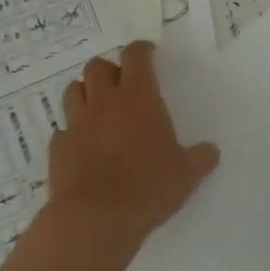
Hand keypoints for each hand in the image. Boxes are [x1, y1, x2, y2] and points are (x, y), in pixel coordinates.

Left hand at [50, 42, 218, 253]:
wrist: (94, 220)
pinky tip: (83, 146)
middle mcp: (104, 102)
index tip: (149, 53)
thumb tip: (211, 151)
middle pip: (98, 66)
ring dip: (86, 93)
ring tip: (99, 108)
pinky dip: (72, 131)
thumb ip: (200, 158)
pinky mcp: (57, 149)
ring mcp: (77, 124)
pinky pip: (63, 129)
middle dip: (109, 69)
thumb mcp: (186, 174)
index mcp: (139, 97)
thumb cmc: (148, 187)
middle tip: (122, 84)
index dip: (142, 50)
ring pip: (74, 90)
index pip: (136, 55)